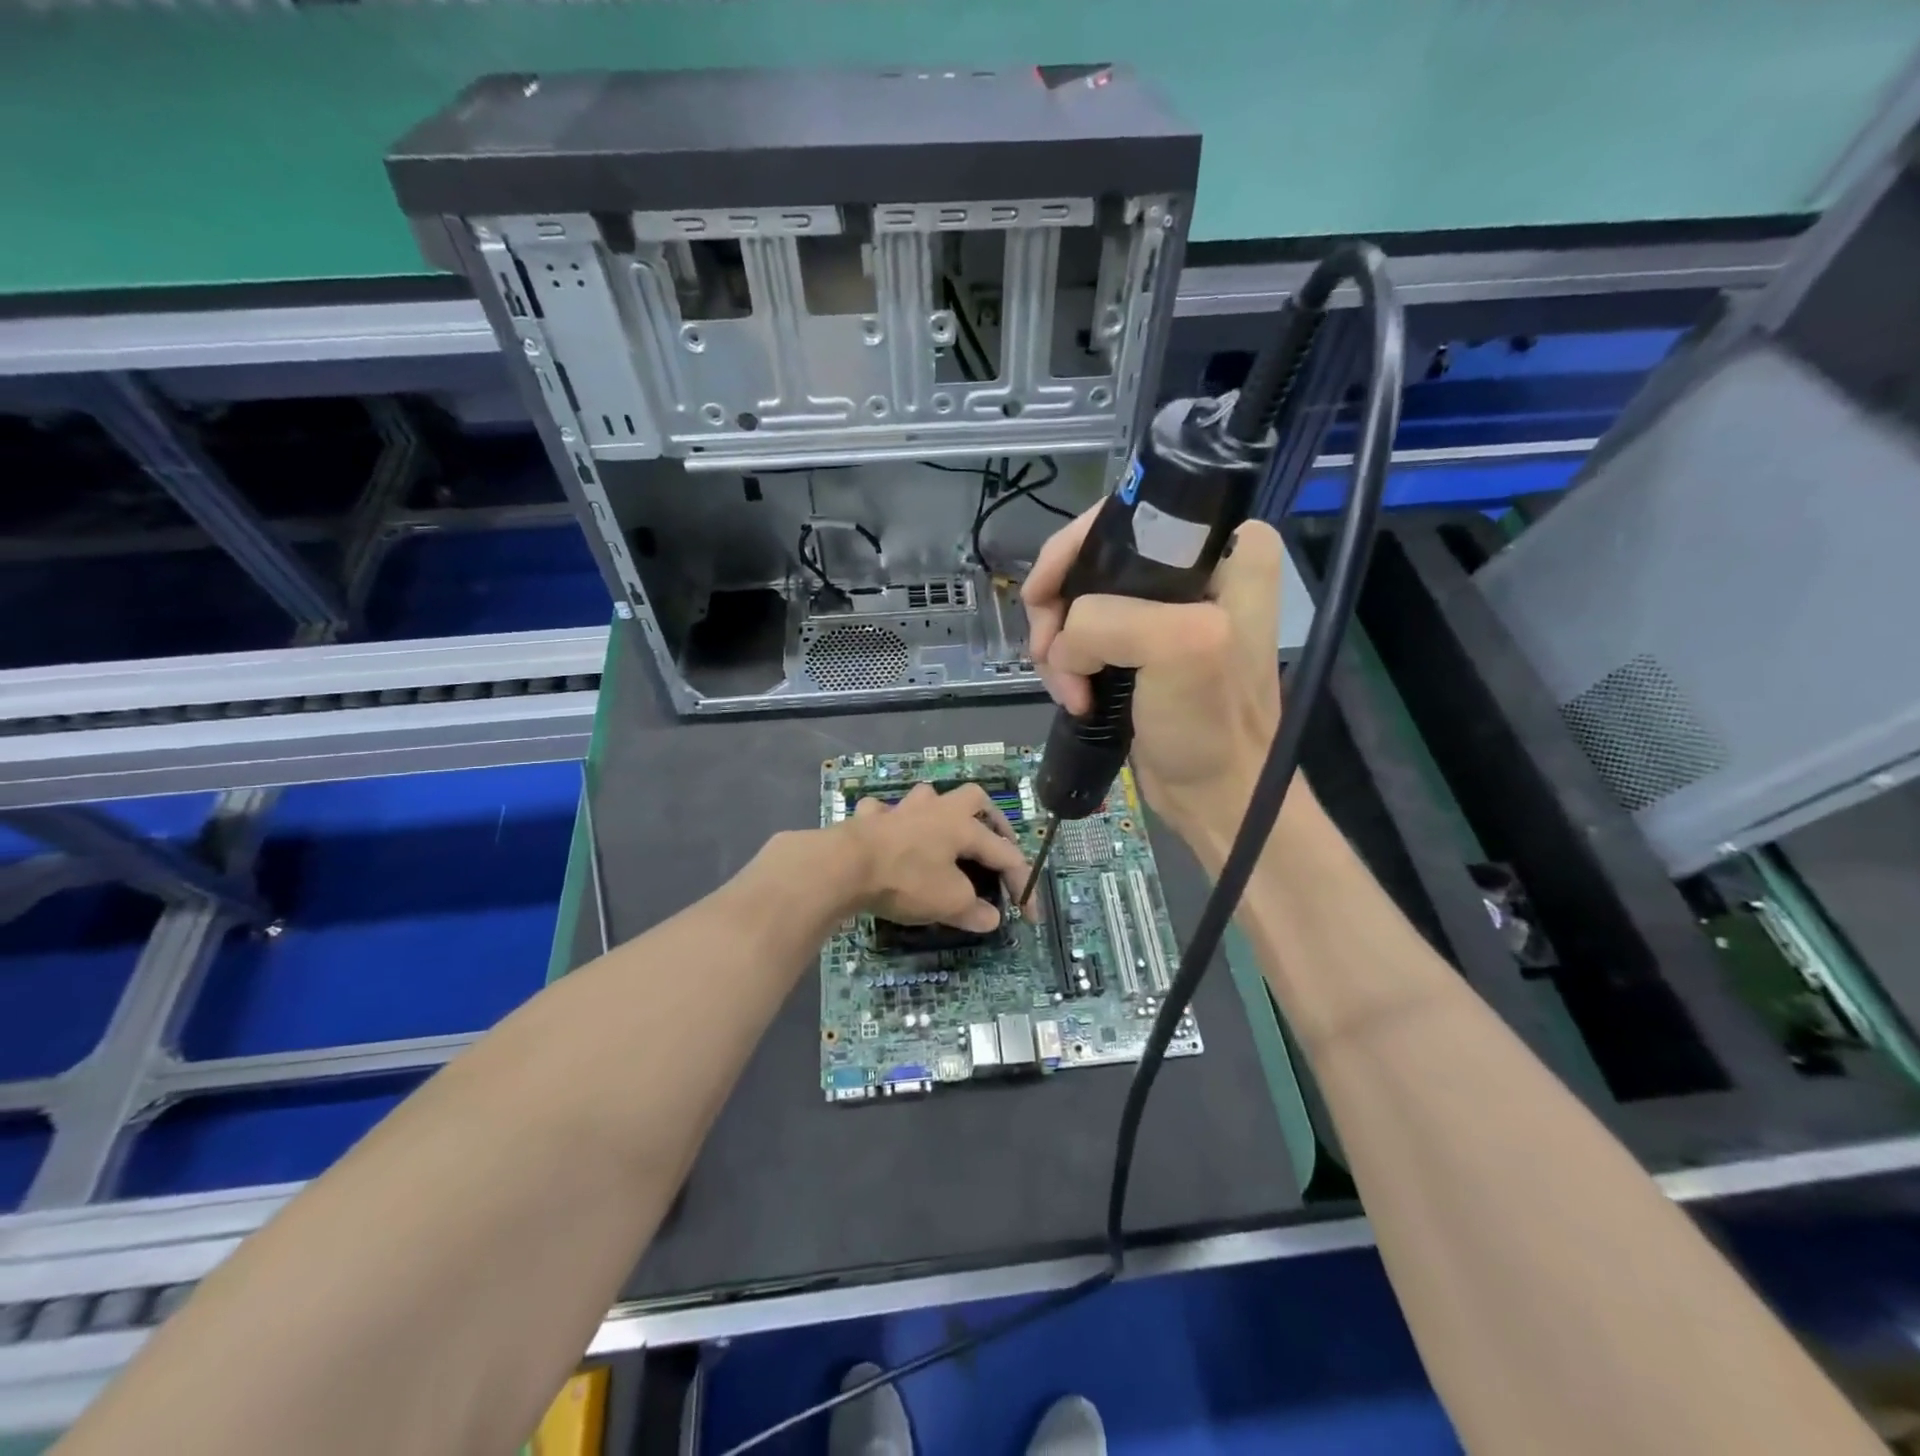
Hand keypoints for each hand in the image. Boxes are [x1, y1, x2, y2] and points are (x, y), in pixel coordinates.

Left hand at [837, 782, 1030, 932]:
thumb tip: (990, 918)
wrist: (844, 865)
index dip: (1022, 885)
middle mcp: (935, 809)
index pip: (1005, 854)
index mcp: (962, 826)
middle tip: (993, 844)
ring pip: (927, 798)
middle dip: (989, 819)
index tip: (1029, 917)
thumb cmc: (906, 879)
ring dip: (938, 814)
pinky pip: (884, 814)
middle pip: (973, 798)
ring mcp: (899, 810)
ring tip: (940, 836)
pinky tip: (889, 838)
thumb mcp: (948, 902)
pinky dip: (891, 824)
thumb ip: (973, 910)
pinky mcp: (868, 819)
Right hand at [1023, 511, 1284, 845]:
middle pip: (1091, 560)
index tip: (1042, 597)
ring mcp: (1164, 608)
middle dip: (1058, 610)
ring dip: (1059, 648)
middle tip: (1051, 656)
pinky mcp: (1141, 645)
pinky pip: (1082, 635)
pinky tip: (1072, 696)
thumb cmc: (1211, 723)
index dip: (1072, 550)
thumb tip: (1062, 642)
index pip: (1125, 515)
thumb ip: (1108, 620)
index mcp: (1224, 545)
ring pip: (1078, 602)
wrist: (1217, 794)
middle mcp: (1196, 566)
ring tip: (1067, 691)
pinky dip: (1066, 665)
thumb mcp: (1178, 648)